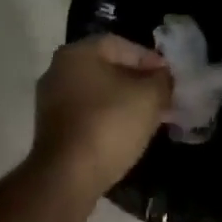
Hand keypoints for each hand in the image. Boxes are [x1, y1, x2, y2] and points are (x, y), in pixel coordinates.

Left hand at [30, 34, 171, 196]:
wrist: (68, 176)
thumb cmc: (109, 125)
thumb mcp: (149, 97)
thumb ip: (161, 80)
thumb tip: (163, 77)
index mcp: (77, 53)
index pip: (121, 45)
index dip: (150, 59)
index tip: (170, 77)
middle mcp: (58, 70)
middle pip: (108, 68)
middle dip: (139, 81)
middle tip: (164, 96)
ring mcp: (51, 101)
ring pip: (99, 93)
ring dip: (125, 101)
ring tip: (152, 116)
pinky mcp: (52, 128)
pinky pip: (88, 113)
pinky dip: (109, 118)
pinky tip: (128, 132)